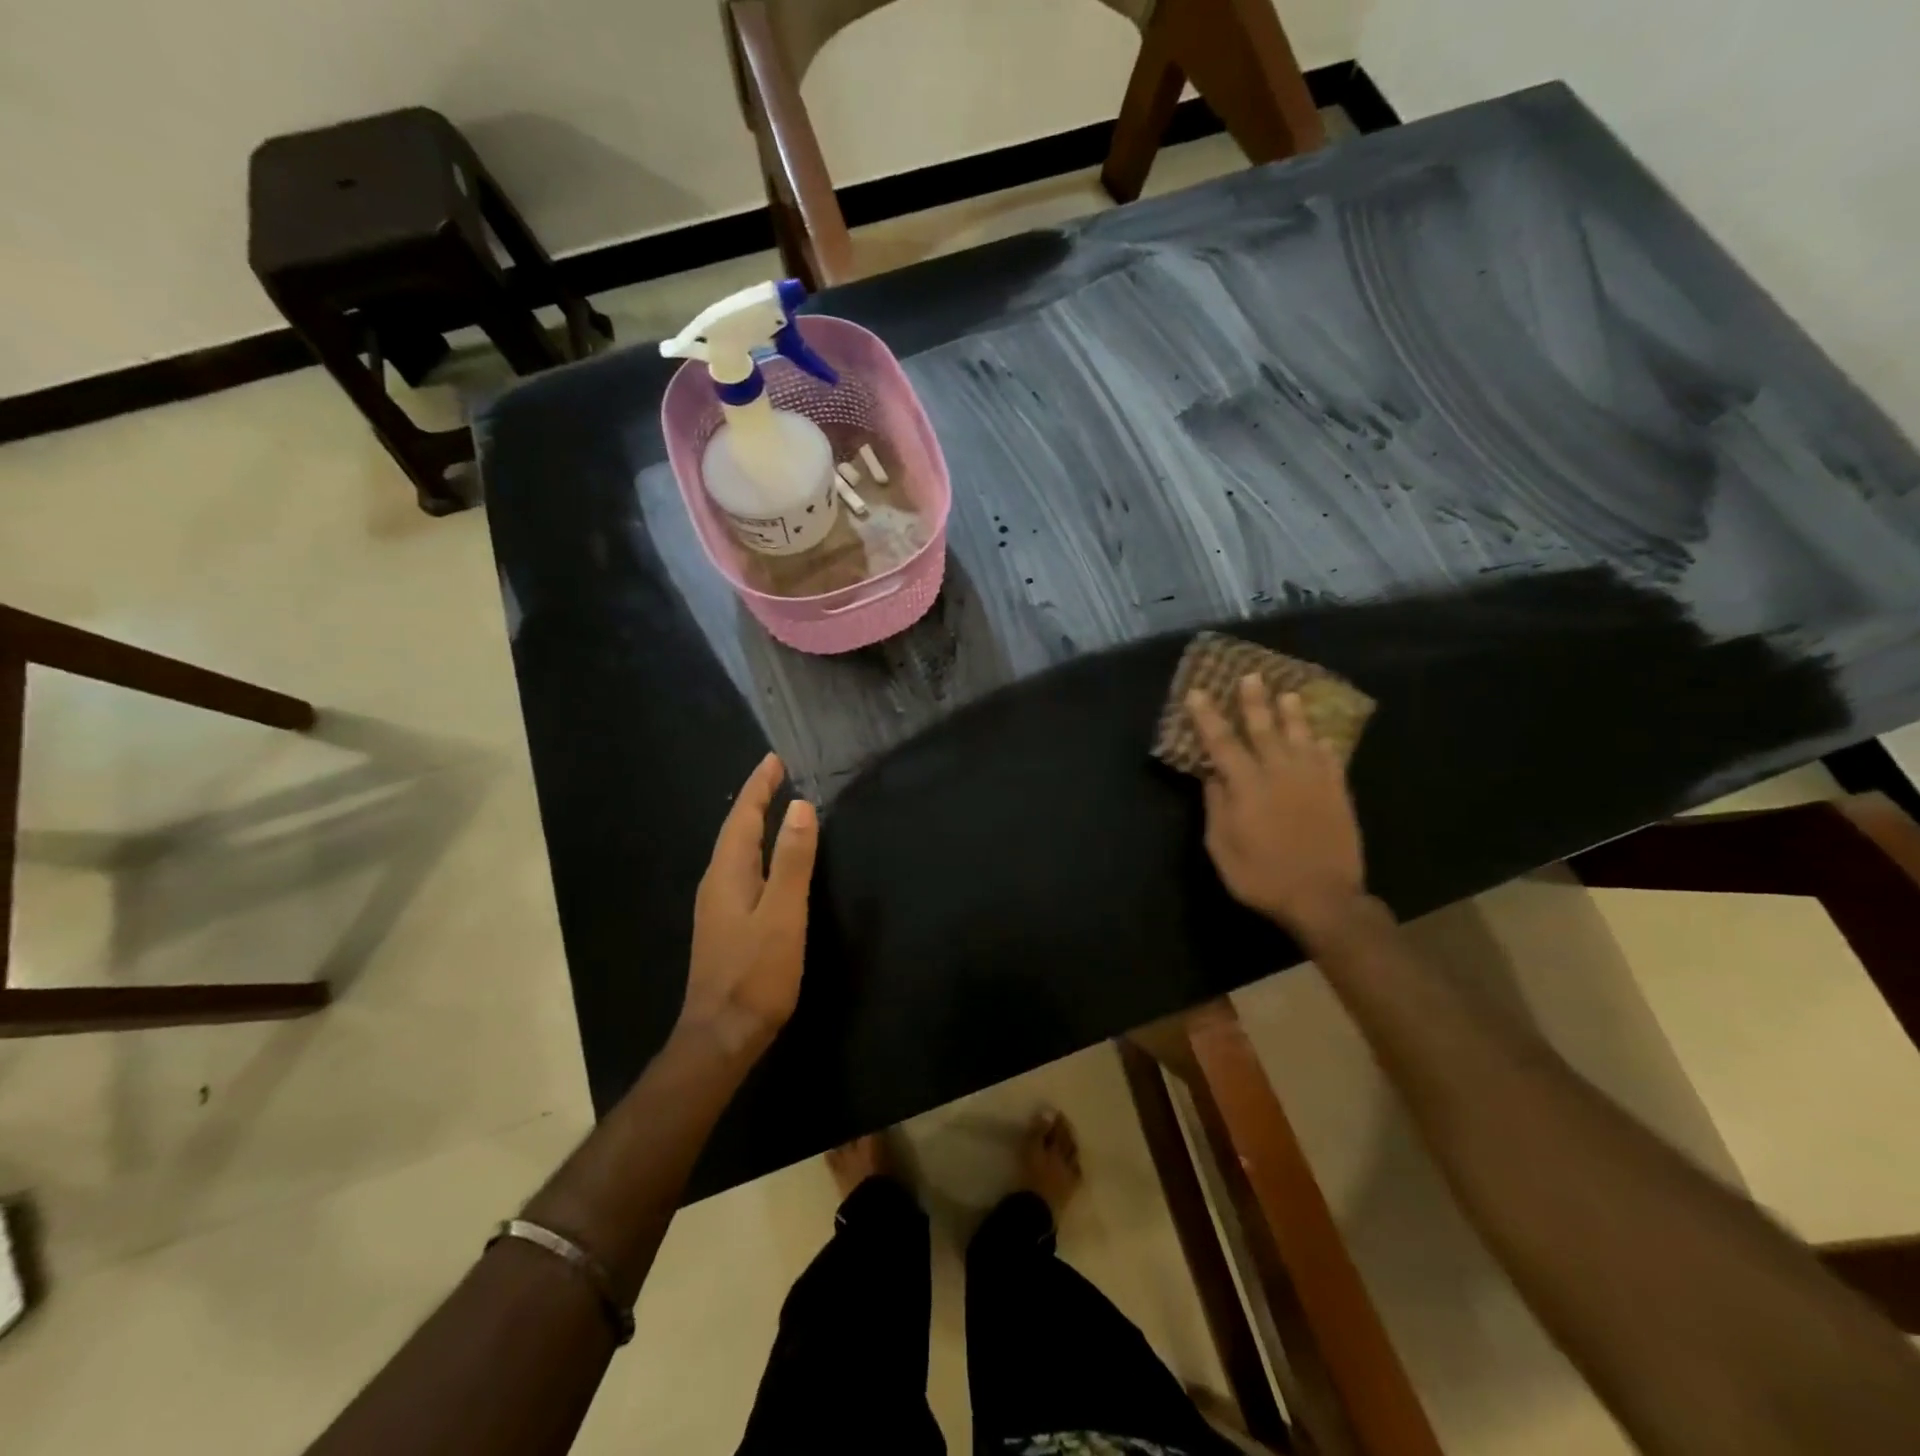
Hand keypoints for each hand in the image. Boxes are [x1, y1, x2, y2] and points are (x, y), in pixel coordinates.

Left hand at [681, 753, 817, 1059]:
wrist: (722, 1034)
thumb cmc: (756, 973)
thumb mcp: (783, 913)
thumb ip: (793, 860)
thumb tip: (800, 807)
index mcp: (728, 873)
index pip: (743, 817)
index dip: (759, 787)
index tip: (774, 759)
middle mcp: (716, 882)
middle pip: (735, 830)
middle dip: (755, 799)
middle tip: (778, 774)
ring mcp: (716, 906)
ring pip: (736, 851)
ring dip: (754, 824)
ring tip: (775, 806)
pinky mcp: (724, 925)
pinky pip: (740, 871)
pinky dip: (755, 851)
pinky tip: (768, 861)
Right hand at [1188, 675, 1366, 940]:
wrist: (1323, 898)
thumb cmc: (1262, 876)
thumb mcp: (1222, 848)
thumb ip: (1216, 807)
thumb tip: (1213, 776)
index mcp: (1246, 786)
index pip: (1221, 743)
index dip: (1207, 717)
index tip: (1198, 693)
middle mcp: (1279, 773)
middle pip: (1263, 729)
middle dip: (1253, 702)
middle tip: (1250, 676)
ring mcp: (1312, 781)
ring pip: (1300, 737)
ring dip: (1291, 714)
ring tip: (1288, 693)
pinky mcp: (1337, 792)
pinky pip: (1329, 758)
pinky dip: (1321, 743)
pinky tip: (1318, 736)